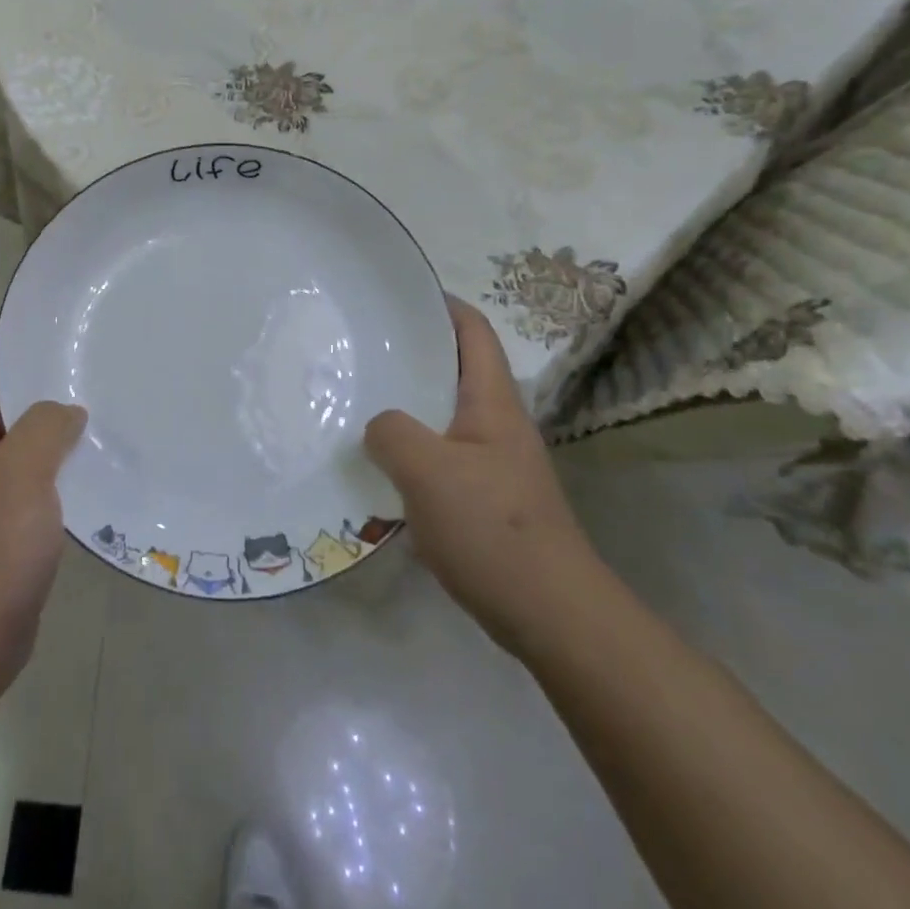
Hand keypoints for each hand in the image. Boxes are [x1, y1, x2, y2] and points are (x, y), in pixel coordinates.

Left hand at [0, 337, 85, 751]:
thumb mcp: (20, 474)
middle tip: (89, 358)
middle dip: (39, 380)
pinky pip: (34, 479)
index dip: (4, 340)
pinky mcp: (6, 526)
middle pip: (1, 403)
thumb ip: (44, 427)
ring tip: (102, 402)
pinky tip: (96, 461)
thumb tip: (67, 410)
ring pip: (22, 443)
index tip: (47, 321)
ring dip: (54, 425)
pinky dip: (60, 465)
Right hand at [364, 297, 601, 655]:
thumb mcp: (428, 472)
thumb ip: (392, 433)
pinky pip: (439, 455)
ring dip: (406, 404)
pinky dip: (409, 448)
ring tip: (358, 399)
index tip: (398, 294)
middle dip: (412, 353)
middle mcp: (496, 423)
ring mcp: (493, 462)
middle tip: (361, 347)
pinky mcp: (485, 498)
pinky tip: (378, 463)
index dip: (441, 304)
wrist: (551, 614)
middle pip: (454, 369)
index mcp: (492, 402)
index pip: (473, 331)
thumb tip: (378, 424)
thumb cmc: (492, 529)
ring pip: (443, 415)